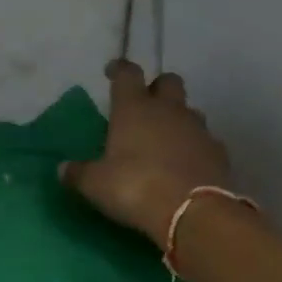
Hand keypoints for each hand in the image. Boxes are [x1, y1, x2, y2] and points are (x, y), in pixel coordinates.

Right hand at [61, 61, 237, 244]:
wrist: (193, 212)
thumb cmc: (135, 187)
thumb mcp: (95, 184)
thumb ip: (78, 173)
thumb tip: (63, 168)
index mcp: (134, 109)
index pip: (127, 74)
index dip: (119, 69)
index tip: (112, 71)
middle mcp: (168, 111)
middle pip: (168, 82)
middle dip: (157, 88)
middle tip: (145, 105)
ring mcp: (198, 130)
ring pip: (189, 111)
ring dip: (177, 119)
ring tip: (164, 140)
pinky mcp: (219, 153)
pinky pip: (205, 141)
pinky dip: (194, 148)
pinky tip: (185, 165)